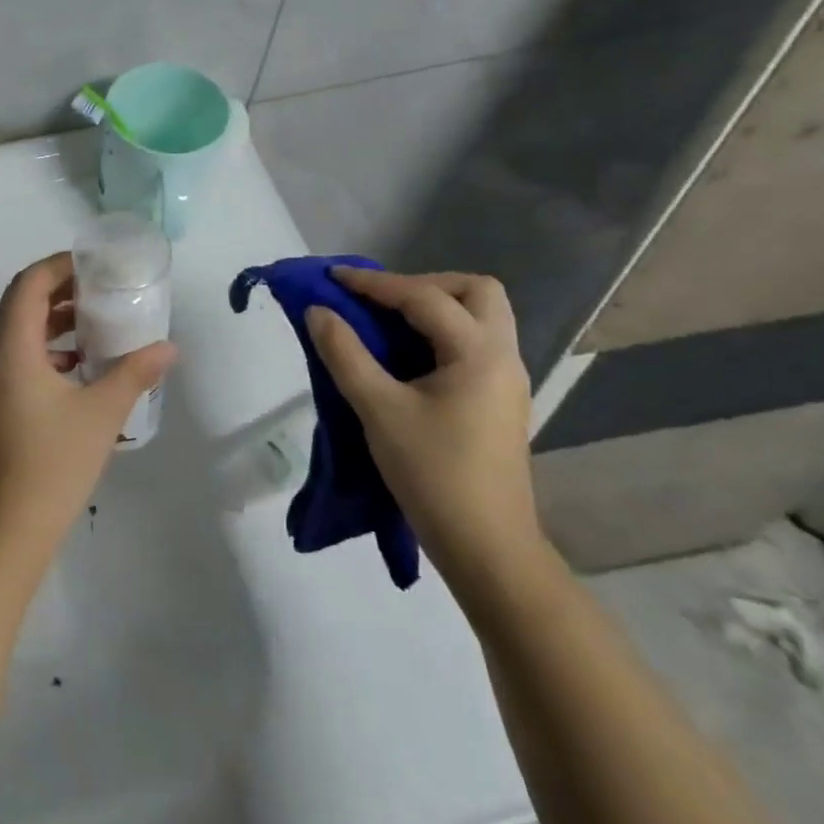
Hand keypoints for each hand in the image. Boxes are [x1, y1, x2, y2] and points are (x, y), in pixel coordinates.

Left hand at [0, 252, 175, 562]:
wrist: (10, 525)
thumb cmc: (55, 462)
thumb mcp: (102, 412)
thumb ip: (134, 373)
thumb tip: (169, 348)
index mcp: (12, 350)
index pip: (28, 285)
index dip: (58, 267)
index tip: (93, 266)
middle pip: (19, 303)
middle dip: (57, 290)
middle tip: (98, 288)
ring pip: (17, 332)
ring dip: (51, 320)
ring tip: (94, 322)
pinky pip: (17, 358)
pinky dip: (45, 349)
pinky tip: (78, 364)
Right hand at [305, 268, 539, 595]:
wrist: (486, 546)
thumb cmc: (432, 473)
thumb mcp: (378, 410)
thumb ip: (345, 354)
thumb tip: (318, 312)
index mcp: (478, 354)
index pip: (424, 298)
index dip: (373, 283)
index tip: (332, 278)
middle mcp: (502, 357)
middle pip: (476, 292)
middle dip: (423, 284)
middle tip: (379, 300)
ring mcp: (506, 380)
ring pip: (481, 317)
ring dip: (434, 307)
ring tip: (387, 322)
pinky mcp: (499, 401)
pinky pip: (473, 344)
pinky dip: (439, 333)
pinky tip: (406, 356)